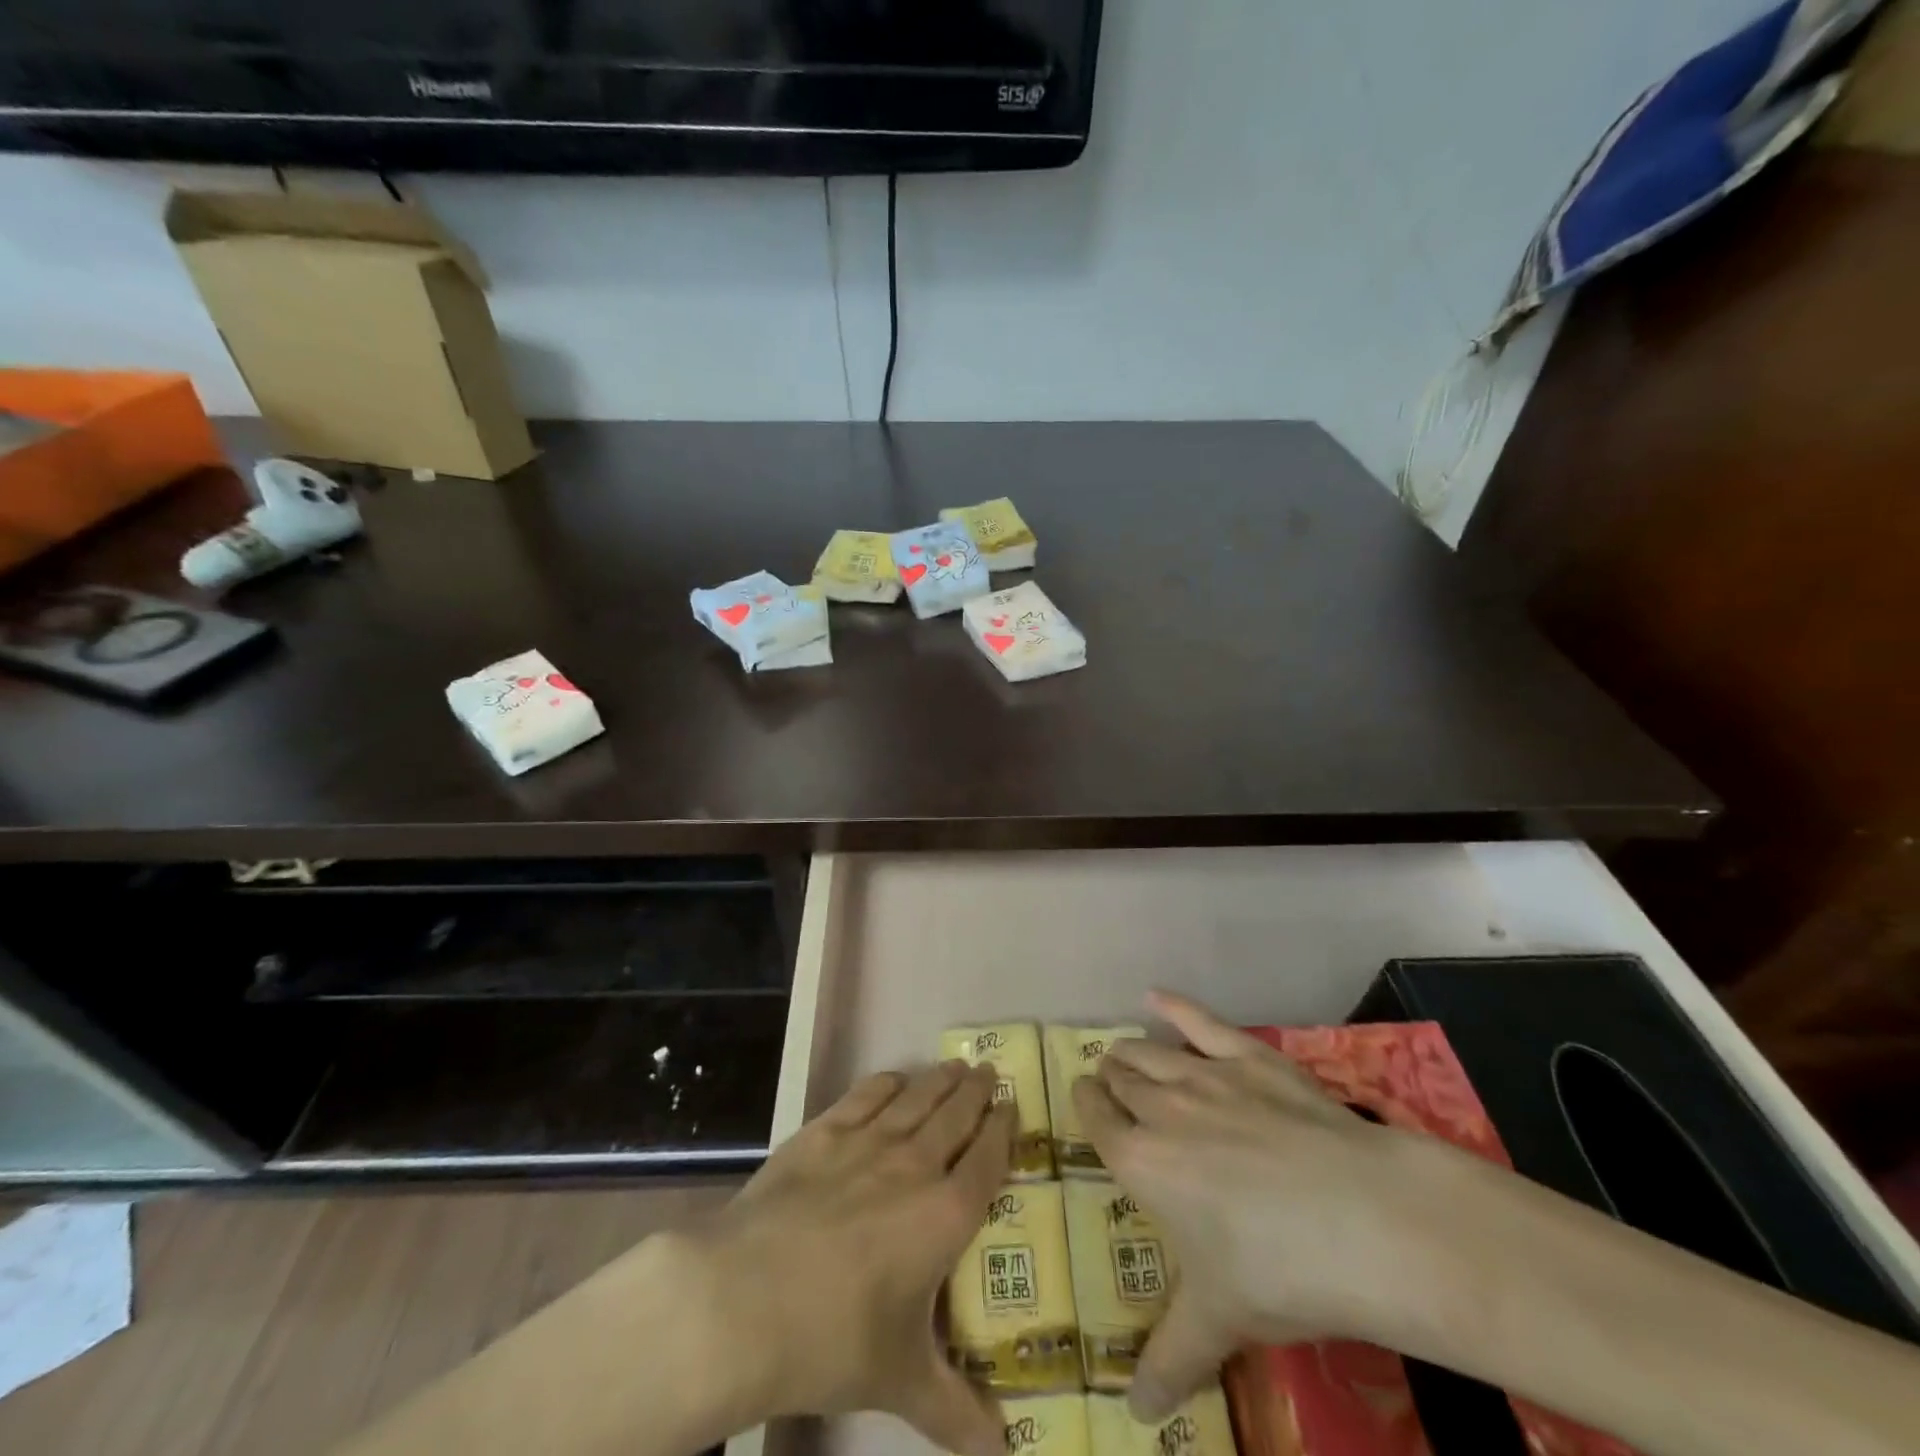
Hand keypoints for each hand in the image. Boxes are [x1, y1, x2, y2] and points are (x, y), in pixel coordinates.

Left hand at [681, 1061, 1014, 1455]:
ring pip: (916, 1099)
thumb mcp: (900, 1382)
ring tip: (955, 1065)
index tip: (1012, 1107)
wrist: (744, 1300)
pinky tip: (894, 1079)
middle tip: (988, 1072)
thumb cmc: (833, 1341)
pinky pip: (866, 1096)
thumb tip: (1001, 1453)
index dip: (1003, 1130)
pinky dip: (886, 1083)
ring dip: (939, 1080)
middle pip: (955, 1115)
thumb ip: (954, 1411)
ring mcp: (866, 1143)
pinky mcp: (822, 1134)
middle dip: (975, 1092)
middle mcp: (914, 1166)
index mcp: (944, 1216)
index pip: (987, 1160)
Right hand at [1074, 991, 1461, 1421]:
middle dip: (1110, 1079)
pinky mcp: (1249, 1056)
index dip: (1088, 1106)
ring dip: (1131, 1051)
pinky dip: (1174, 1006)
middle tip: (1114, 1088)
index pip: (1095, 1118)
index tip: (1089, 1104)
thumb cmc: (1279, 1273)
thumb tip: (1133, 1417)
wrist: (1363, 1221)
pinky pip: (1200, 1021)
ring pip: (1149, 1051)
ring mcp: (1205, 1076)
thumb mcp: (1219, 1321)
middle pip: (1119, 1077)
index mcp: (1140, 1162)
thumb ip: (1168, 1360)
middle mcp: (1160, 1107)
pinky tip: (1156, 996)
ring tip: (1125, 1054)